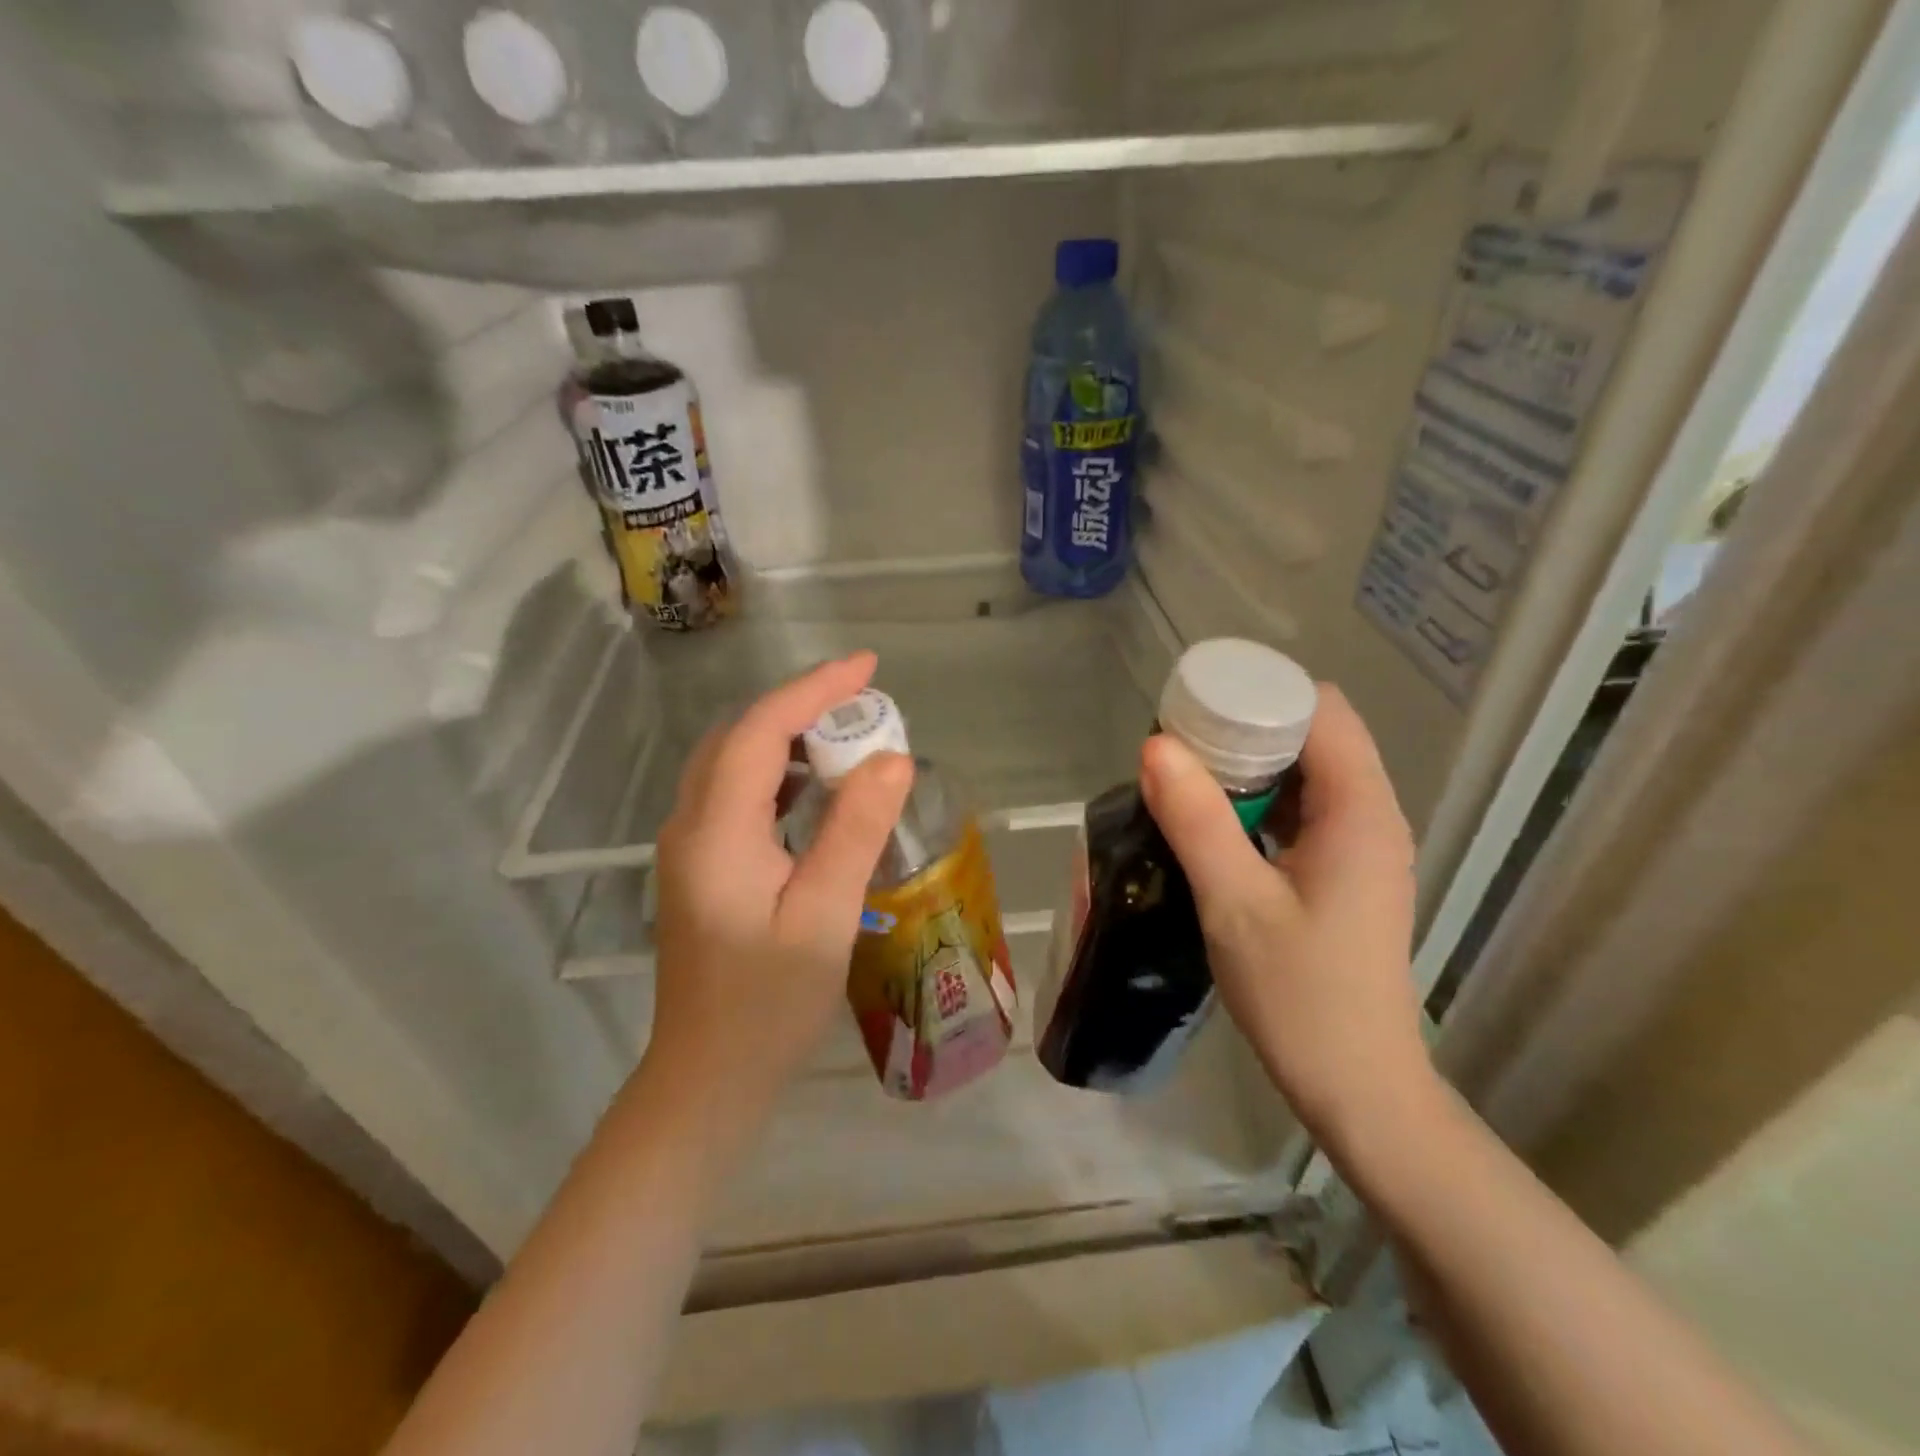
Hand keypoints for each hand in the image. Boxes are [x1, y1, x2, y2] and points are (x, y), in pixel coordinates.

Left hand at [646, 652, 913, 1135]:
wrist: (708, 1078)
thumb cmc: (769, 1003)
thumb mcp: (825, 915)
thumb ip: (855, 831)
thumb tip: (892, 758)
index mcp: (716, 831)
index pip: (759, 731)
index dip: (813, 690)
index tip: (867, 668)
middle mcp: (690, 826)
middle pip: (738, 737)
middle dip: (800, 706)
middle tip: (863, 701)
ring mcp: (689, 847)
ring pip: (732, 764)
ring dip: (787, 737)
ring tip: (848, 735)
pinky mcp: (701, 867)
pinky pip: (735, 795)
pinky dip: (777, 773)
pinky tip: (815, 789)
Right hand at [1139, 685, 1434, 1149]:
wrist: (1355, 1087)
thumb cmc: (1300, 996)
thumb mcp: (1235, 904)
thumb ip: (1196, 820)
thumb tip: (1155, 745)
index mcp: (1360, 811)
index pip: (1320, 711)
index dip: (1260, 695)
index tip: (1197, 705)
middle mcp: (1371, 816)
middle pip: (1313, 736)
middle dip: (1245, 729)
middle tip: (1177, 746)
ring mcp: (1360, 847)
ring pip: (1304, 774)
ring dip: (1248, 768)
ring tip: (1185, 778)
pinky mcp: (1343, 873)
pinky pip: (1301, 811)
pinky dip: (1257, 803)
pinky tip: (1213, 824)